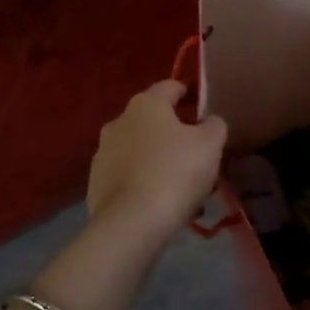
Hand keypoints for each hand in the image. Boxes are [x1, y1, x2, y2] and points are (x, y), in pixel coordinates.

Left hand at [86, 79, 228, 236]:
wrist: (131, 222)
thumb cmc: (175, 172)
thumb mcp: (210, 145)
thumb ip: (214, 126)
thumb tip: (209, 121)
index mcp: (145, 104)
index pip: (170, 86)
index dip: (188, 93)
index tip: (201, 106)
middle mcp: (119, 121)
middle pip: (152, 120)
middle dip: (172, 132)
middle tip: (195, 153)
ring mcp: (103, 152)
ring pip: (138, 149)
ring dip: (156, 158)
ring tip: (179, 183)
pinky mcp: (95, 182)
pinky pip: (126, 174)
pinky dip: (142, 181)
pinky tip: (158, 201)